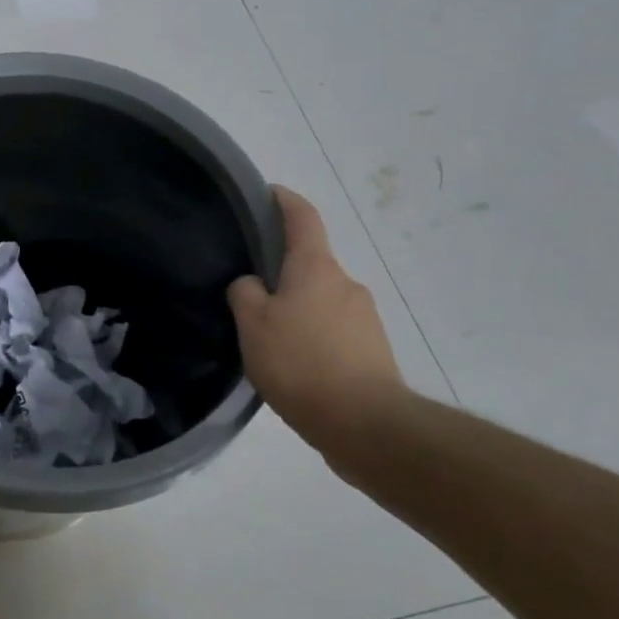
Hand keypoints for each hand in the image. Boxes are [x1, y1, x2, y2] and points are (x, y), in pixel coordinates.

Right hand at [229, 186, 405, 462]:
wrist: (367, 425)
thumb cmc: (302, 363)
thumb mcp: (253, 325)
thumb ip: (245, 293)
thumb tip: (251, 284)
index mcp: (315, 267)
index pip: (302, 217)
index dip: (284, 200)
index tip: (268, 193)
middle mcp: (345, 283)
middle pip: (310, 264)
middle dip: (283, 272)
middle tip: (250, 294)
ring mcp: (364, 318)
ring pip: (322, 300)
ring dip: (298, 309)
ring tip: (270, 340)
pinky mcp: (373, 351)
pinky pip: (335, 332)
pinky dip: (314, 338)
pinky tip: (296, 367)